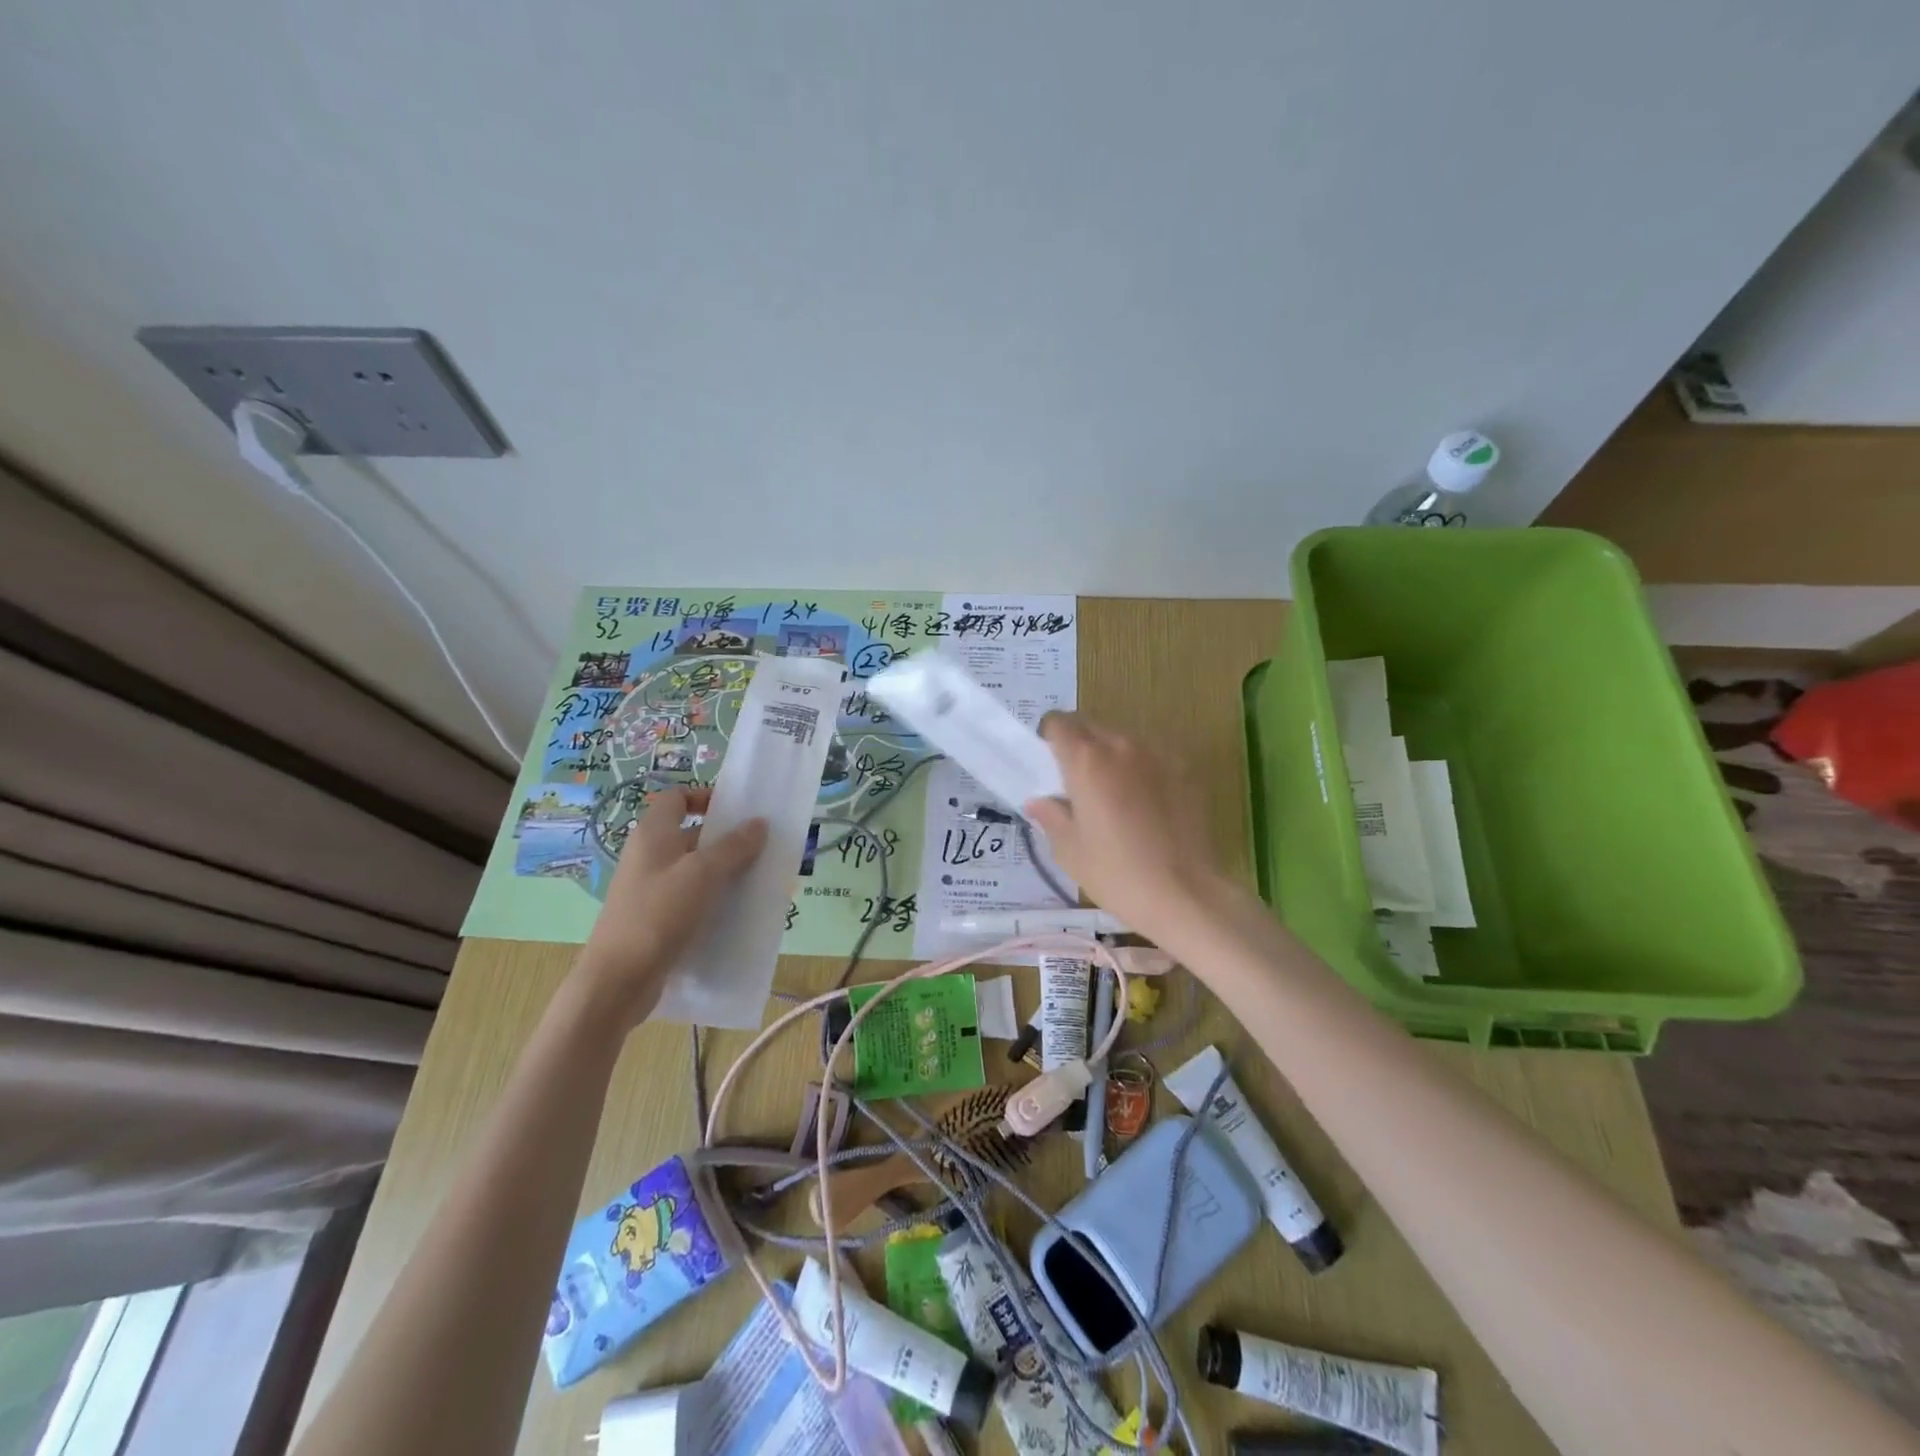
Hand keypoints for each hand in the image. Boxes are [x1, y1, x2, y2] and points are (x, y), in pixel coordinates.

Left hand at [575, 787, 767, 1025]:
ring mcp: (651, 889)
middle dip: (727, 839)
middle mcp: (650, 856)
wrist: (617, 981)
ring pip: (695, 869)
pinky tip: (738, 911)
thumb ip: (734, 846)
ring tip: (758, 880)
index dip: (706, 797)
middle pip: (691, 834)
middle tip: (762, 848)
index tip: (739, 811)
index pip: (678, 798)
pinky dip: (714, 899)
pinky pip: (691, 898)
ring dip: (725, 872)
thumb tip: (758, 823)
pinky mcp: (657, 918)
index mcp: (653, 834)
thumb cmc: (658, 914)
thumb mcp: (703, 874)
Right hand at [1023, 713, 1228, 942]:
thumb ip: (1051, 817)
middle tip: (1077, 782)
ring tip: (1114, 796)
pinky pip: (1153, 758)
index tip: (1050, 761)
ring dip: (1111, 756)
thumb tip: (1037, 801)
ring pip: (1124, 741)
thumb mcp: (1070, 851)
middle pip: (1091, 727)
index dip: (1050, 736)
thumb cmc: (1117, 875)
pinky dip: (1141, 770)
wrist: (1185, 894)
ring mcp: (1158, 755)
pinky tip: (1146, 806)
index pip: (1059, 723)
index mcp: (1086, 761)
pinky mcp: (1185, 770)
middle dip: (1079, 745)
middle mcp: (1122, 747)